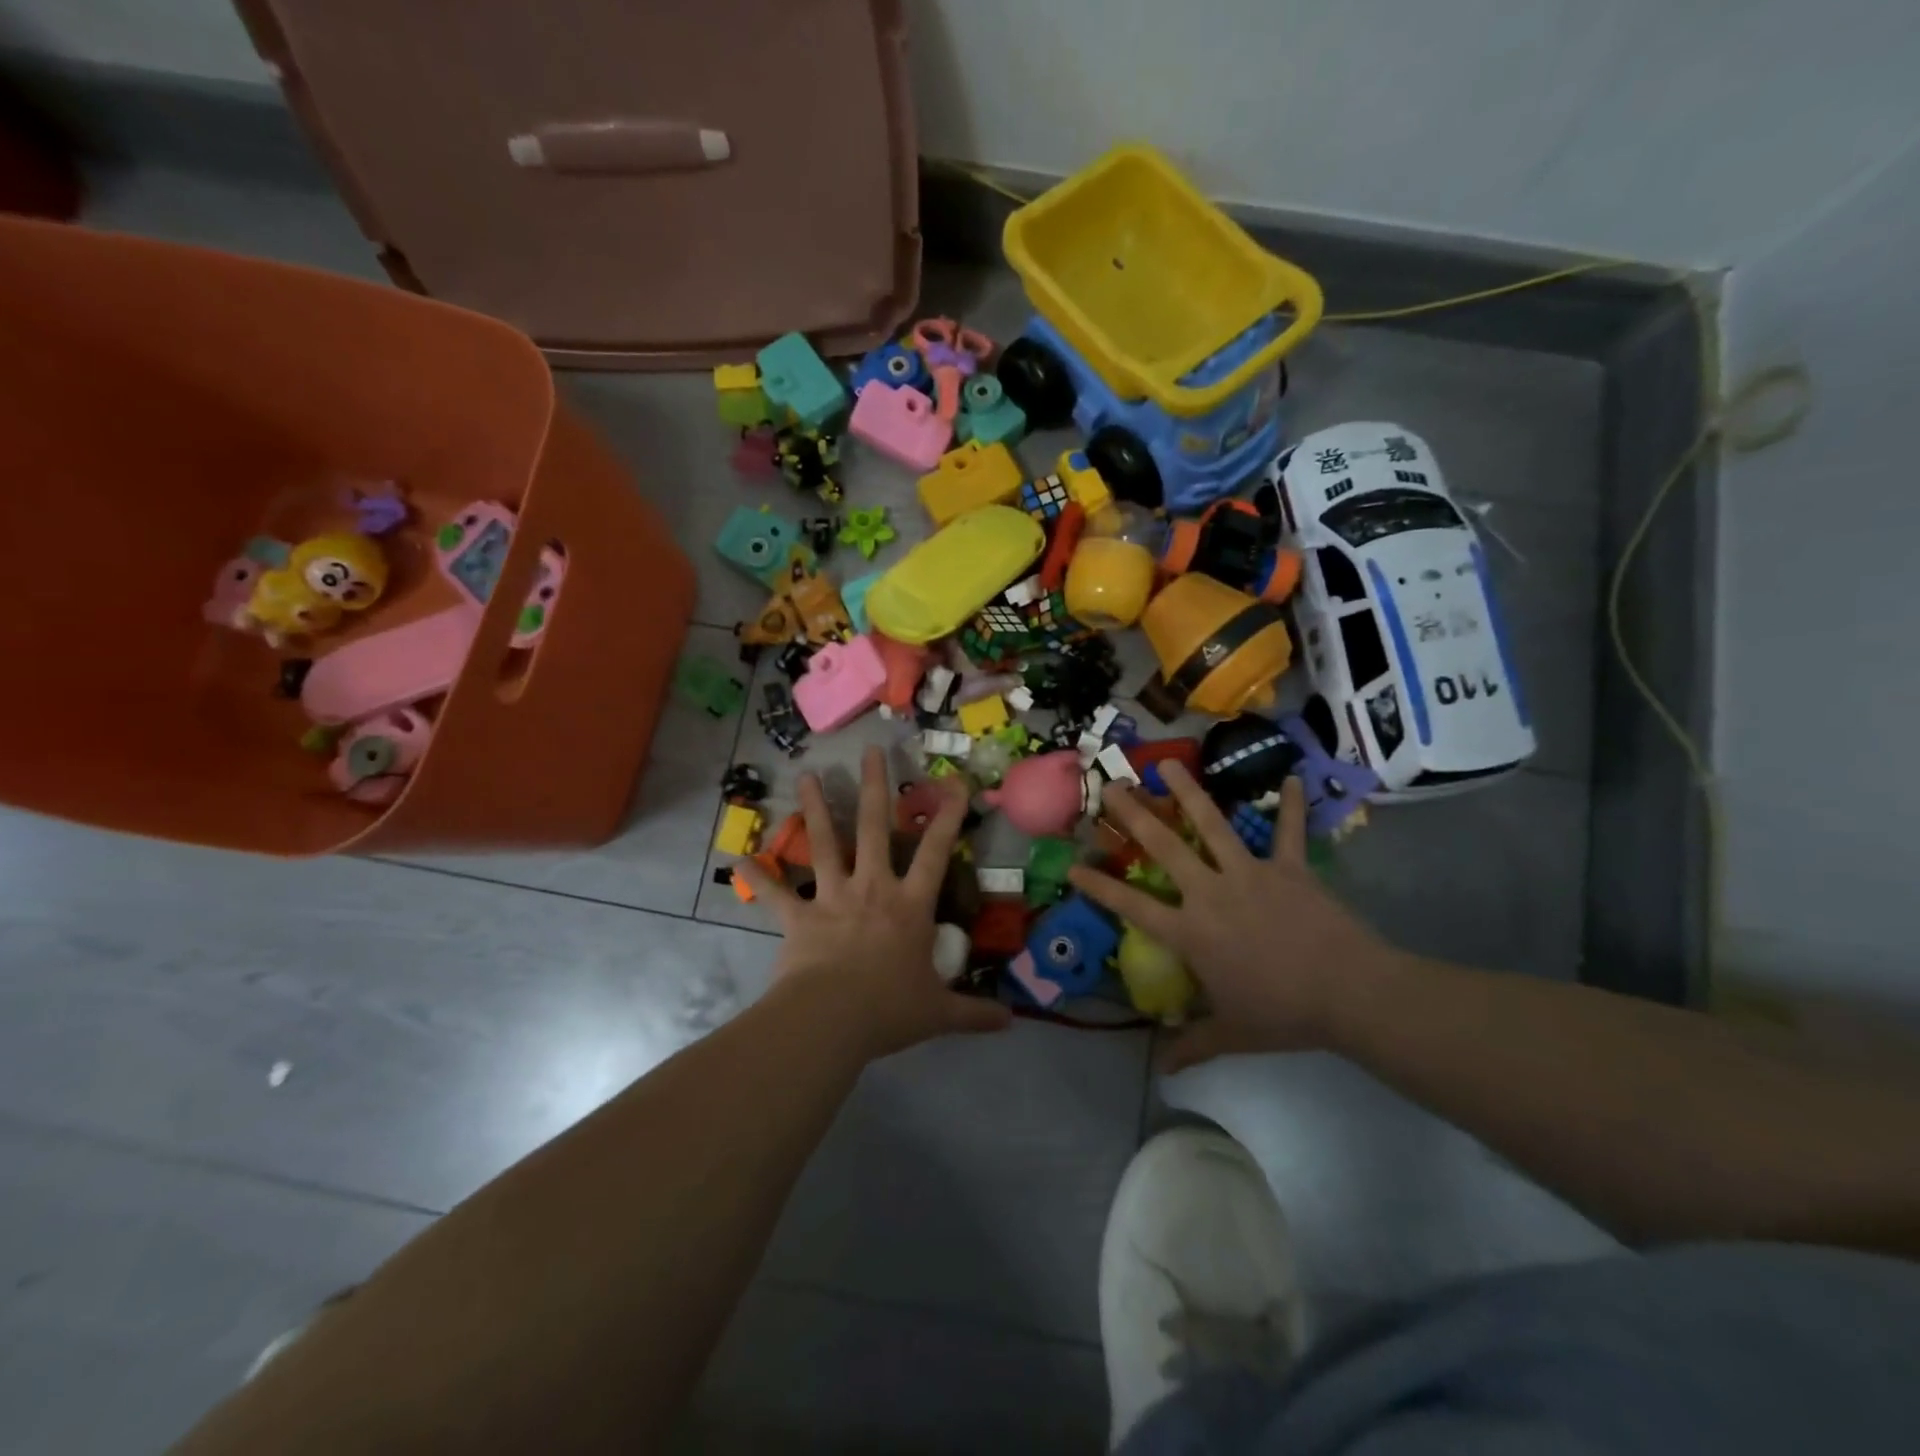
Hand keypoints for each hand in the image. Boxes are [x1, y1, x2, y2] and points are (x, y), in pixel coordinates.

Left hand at [736, 747, 1012, 1058]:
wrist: (830, 1020)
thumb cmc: (889, 1009)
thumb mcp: (939, 1013)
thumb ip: (974, 1013)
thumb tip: (1010, 1022)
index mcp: (910, 905)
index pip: (936, 851)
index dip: (948, 815)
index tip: (955, 782)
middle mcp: (872, 888)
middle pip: (874, 827)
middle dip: (874, 786)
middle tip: (870, 751)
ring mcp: (832, 898)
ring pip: (824, 843)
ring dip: (815, 807)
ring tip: (807, 774)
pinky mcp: (799, 917)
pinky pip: (776, 893)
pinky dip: (757, 875)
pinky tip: (736, 856)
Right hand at [1068, 762, 1405, 1070]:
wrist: (1350, 994)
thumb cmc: (1284, 1014)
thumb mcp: (1232, 1033)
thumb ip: (1194, 1044)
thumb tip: (1162, 1069)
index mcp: (1191, 932)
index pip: (1132, 905)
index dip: (1099, 886)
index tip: (1074, 865)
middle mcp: (1211, 893)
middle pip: (1164, 847)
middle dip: (1133, 814)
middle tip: (1111, 786)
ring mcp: (1251, 874)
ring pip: (1212, 825)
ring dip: (1188, 793)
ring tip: (1168, 764)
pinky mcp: (1289, 868)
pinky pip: (1289, 832)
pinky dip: (1292, 806)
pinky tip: (1294, 779)